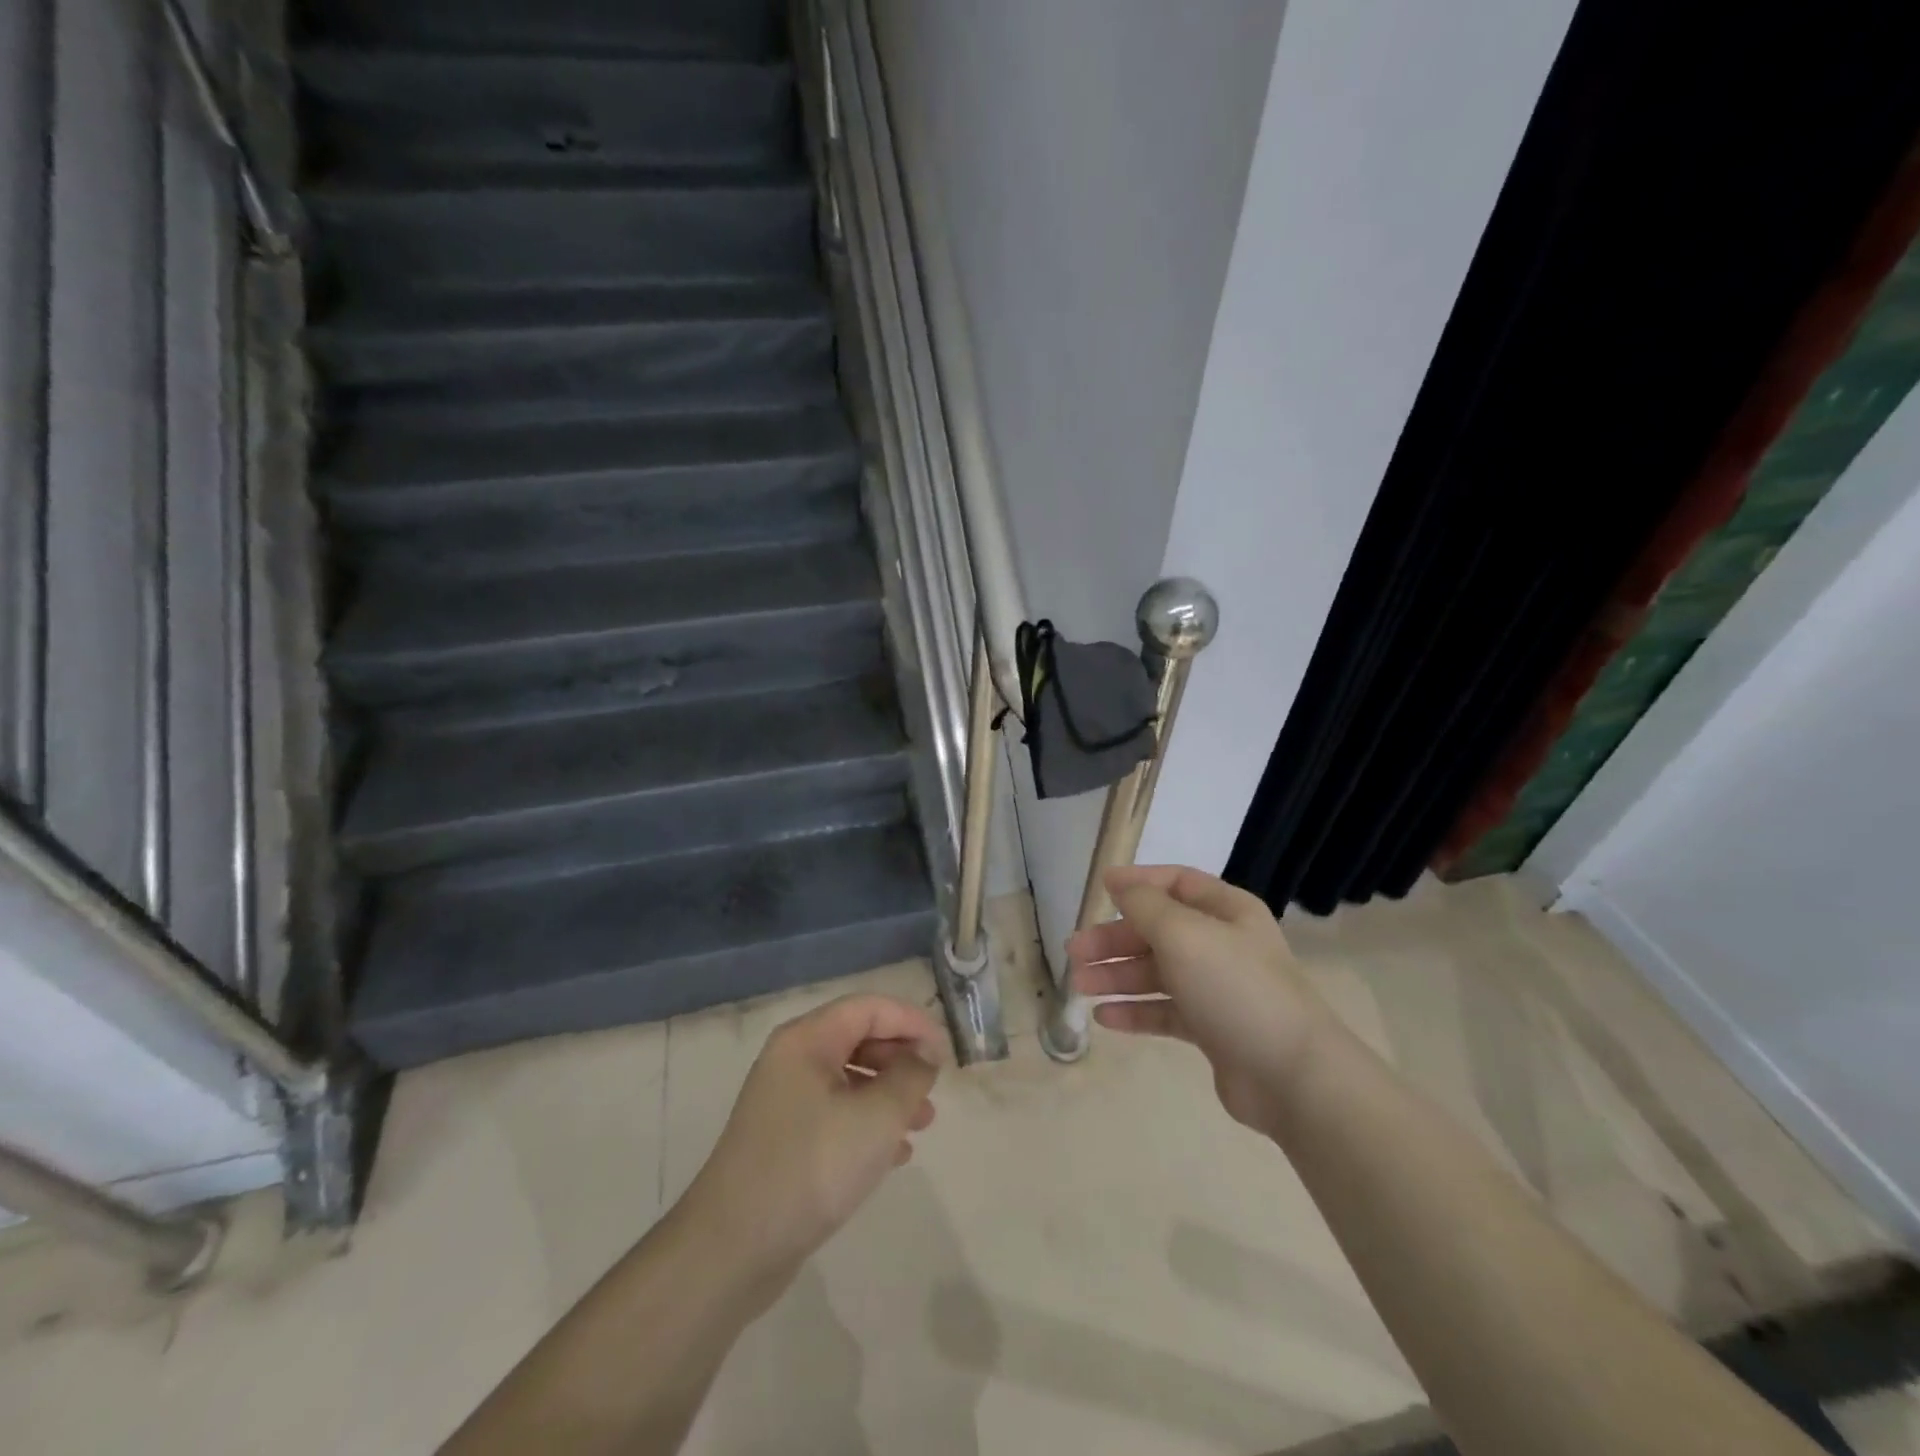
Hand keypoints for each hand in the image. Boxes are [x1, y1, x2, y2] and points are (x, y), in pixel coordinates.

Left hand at [680, 994, 941, 1300]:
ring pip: (849, 1078)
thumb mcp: (876, 1118)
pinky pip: (836, 1113)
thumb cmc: (811, 1168)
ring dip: (889, 1094)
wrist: (732, 1250)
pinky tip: (895, 1154)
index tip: (945, 1053)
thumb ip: (910, 1076)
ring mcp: (784, 1100)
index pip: (869, 1008)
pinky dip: (868, 1123)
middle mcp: (792, 1060)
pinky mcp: (784, 1139)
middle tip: (933, 1090)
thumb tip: (924, 1053)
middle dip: (901, 1059)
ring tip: (922, 1124)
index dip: (911, 1022)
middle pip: (858, 1038)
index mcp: (807, 1040)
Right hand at [1069, 865, 1337, 1137]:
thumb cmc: (1235, 987)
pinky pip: (1165, 1011)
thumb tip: (1119, 881)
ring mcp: (1217, 989)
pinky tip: (1105, 1018)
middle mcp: (1222, 944)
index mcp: (1226, 911)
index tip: (1098, 891)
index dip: (1137, 883)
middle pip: (1158, 931)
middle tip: (1074, 952)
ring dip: (1117, 977)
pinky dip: (1135, 1012)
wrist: (1292, 1075)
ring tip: (1080, 986)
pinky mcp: (1212, 1029)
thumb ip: (1145, 905)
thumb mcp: (1184, 934)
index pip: (1176, 883)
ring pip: (1157, 973)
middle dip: (1114, 939)